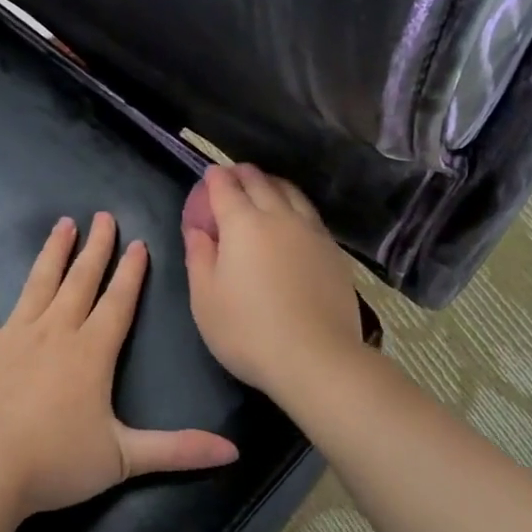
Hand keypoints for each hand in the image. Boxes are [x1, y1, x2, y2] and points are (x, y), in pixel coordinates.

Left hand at [0, 212, 239, 516]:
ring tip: (63, 224)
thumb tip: (234, 452)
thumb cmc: (57, 463)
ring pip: (38, 283)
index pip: (119, 302)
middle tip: (103, 217)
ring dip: (52, 253)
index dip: (131, 273)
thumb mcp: (126, 459)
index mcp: (92, 351)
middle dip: (96, 248)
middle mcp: (55, 331)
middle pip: (81, 281)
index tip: (139, 243)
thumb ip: (179, 450)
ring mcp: (13, 335)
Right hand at [182, 164, 365, 402]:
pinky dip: (295, 205)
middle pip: (261, 183)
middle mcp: (280, 217)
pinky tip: (294, 219)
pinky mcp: (333, 252)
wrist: (315, 357)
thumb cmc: (247, 331)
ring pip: (292, 194)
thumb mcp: (205, 299)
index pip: (226, 188)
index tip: (210, 175)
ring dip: (273, 184)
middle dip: (243, 174)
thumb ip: (199, 257)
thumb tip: (198, 230)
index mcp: (243, 224)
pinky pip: (310, 215)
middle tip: (233, 175)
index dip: (215, 179)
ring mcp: (312, 232)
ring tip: (265, 187)